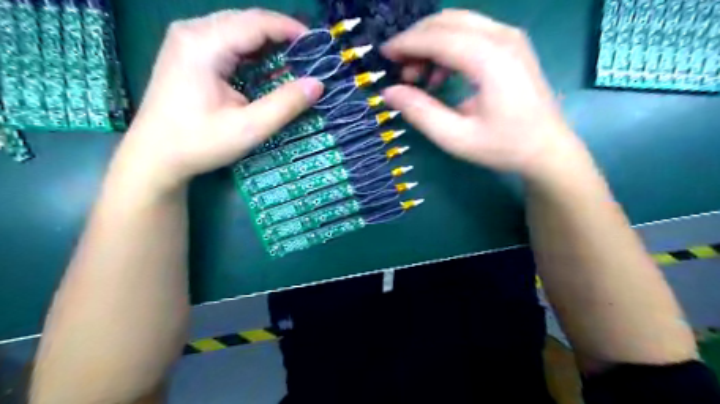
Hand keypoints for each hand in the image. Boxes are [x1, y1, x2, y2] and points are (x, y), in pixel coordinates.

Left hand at [112, 10, 323, 192]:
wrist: (154, 156)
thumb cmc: (199, 143)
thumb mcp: (248, 128)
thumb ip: (285, 104)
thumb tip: (318, 84)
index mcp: (204, 44)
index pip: (256, 23)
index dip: (290, 30)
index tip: (317, 47)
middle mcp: (192, 31)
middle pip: (246, 21)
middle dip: (281, 35)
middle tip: (309, 57)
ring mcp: (186, 39)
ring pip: (237, 28)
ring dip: (267, 42)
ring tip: (294, 61)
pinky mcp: (187, 52)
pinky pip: (226, 40)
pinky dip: (251, 50)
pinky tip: (266, 66)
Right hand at [382, 10, 584, 178]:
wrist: (547, 149)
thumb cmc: (503, 146)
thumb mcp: (455, 137)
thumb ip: (420, 112)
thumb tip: (389, 92)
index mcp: (489, 59)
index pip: (437, 37)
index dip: (406, 44)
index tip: (384, 56)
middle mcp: (502, 37)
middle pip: (446, 22)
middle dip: (416, 40)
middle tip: (400, 70)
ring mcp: (510, 37)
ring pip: (458, 23)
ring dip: (432, 44)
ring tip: (419, 77)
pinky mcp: (512, 45)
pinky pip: (472, 33)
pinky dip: (448, 48)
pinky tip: (442, 76)